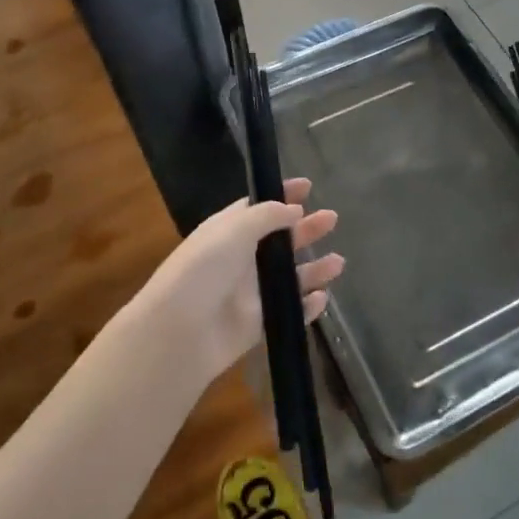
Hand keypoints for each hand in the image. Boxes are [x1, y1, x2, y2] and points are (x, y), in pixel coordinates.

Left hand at [125, 178, 342, 387]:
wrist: (180, 331)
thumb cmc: (203, 270)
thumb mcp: (233, 229)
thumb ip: (267, 216)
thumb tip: (294, 210)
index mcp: (229, 232)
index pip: (259, 208)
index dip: (282, 196)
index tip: (308, 186)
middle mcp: (241, 259)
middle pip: (280, 240)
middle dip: (306, 229)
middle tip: (332, 219)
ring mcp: (250, 293)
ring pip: (290, 277)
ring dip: (314, 269)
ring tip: (338, 262)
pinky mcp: (258, 324)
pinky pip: (289, 312)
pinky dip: (307, 307)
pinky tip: (322, 298)